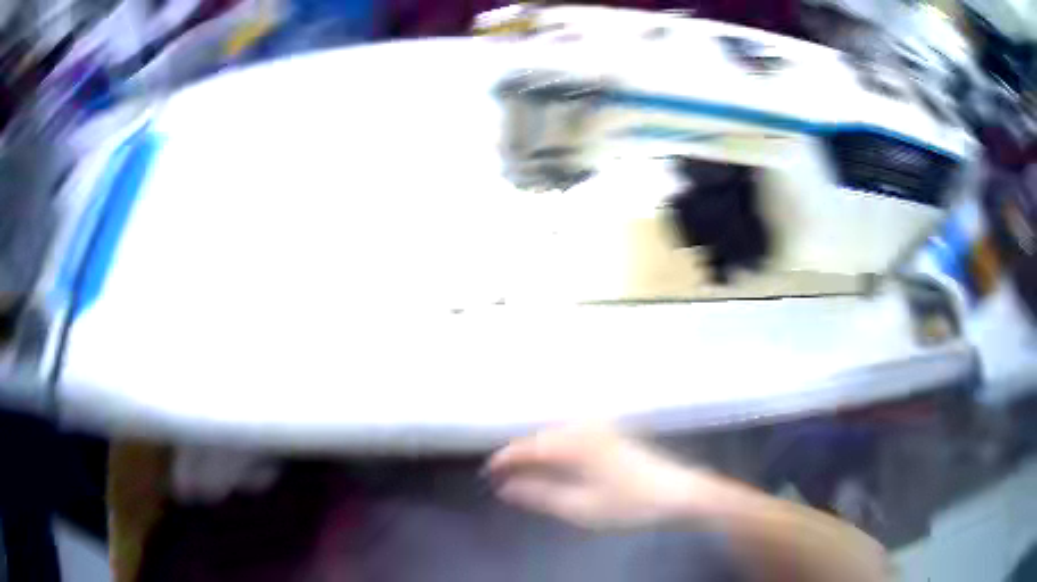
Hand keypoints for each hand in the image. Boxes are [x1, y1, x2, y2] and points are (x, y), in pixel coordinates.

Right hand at [485, 424, 703, 529]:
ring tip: (526, 474)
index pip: (527, 447)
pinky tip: (558, 465)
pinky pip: (573, 437)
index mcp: (574, 443)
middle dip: (520, 456)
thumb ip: (539, 495)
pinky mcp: (614, 436)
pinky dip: (557, 451)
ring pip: (557, 436)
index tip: (488, 474)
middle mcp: (585, 428)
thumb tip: (506, 487)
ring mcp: (602, 429)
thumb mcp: (579, 507)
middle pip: (541, 438)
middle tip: (504, 478)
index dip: (505, 460)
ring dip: (539, 453)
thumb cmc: (628, 503)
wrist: (678, 493)